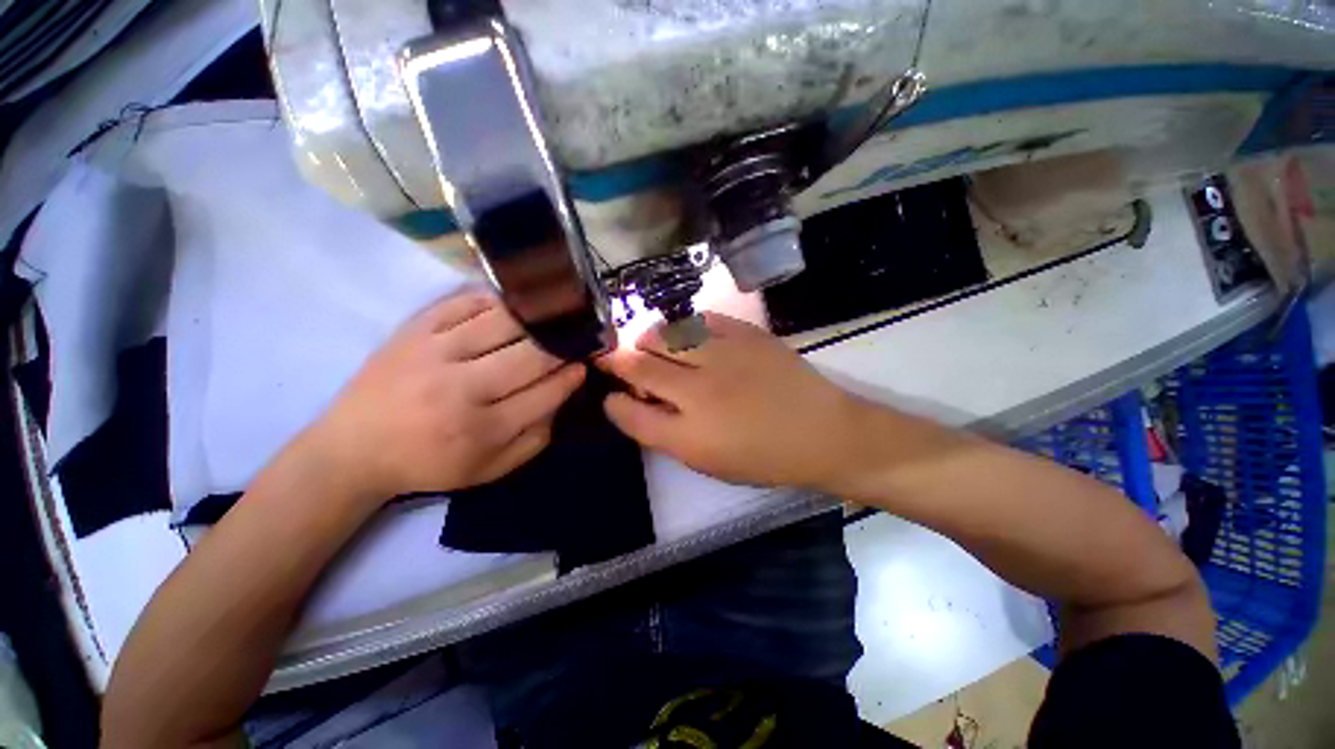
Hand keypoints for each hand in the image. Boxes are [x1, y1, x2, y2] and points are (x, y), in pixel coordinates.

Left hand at [305, 293, 585, 502]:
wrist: (354, 449)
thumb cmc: (430, 463)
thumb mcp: (491, 469)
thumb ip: (536, 437)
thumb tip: (563, 392)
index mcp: (484, 429)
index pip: (547, 391)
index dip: (572, 374)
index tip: (584, 363)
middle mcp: (462, 388)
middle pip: (533, 353)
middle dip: (563, 344)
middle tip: (575, 337)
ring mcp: (435, 351)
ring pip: (505, 320)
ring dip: (537, 317)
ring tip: (552, 315)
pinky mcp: (414, 328)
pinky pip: (466, 301)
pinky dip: (497, 299)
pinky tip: (513, 305)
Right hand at [597, 313, 866, 488]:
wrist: (822, 432)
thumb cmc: (764, 458)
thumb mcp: (709, 463)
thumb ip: (667, 434)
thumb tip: (640, 403)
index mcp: (689, 436)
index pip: (630, 414)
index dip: (613, 404)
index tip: (612, 397)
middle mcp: (699, 392)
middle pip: (640, 366)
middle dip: (618, 361)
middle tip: (616, 359)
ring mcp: (723, 357)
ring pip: (665, 335)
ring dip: (648, 340)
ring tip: (647, 344)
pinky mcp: (745, 335)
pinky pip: (700, 320)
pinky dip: (684, 326)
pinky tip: (685, 334)